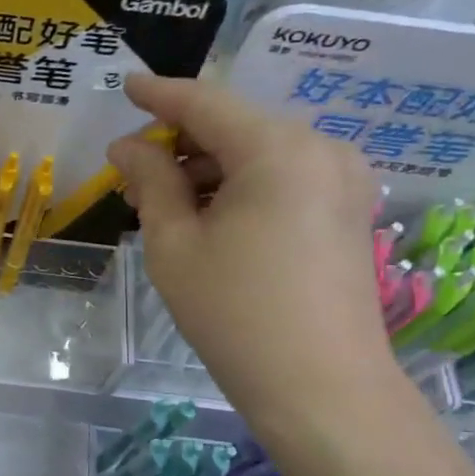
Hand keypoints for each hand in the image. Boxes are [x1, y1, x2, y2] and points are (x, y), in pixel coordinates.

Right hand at [108, 73, 395, 427]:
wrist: (322, 390)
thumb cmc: (236, 314)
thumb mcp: (175, 244)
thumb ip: (151, 181)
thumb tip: (128, 146)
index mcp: (277, 148)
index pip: (205, 103)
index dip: (160, 94)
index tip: (125, 85)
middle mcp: (320, 149)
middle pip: (235, 126)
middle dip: (180, 142)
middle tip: (131, 171)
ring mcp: (343, 180)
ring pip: (259, 153)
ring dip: (208, 167)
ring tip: (162, 202)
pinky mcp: (348, 211)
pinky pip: (283, 178)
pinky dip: (240, 186)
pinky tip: (207, 217)